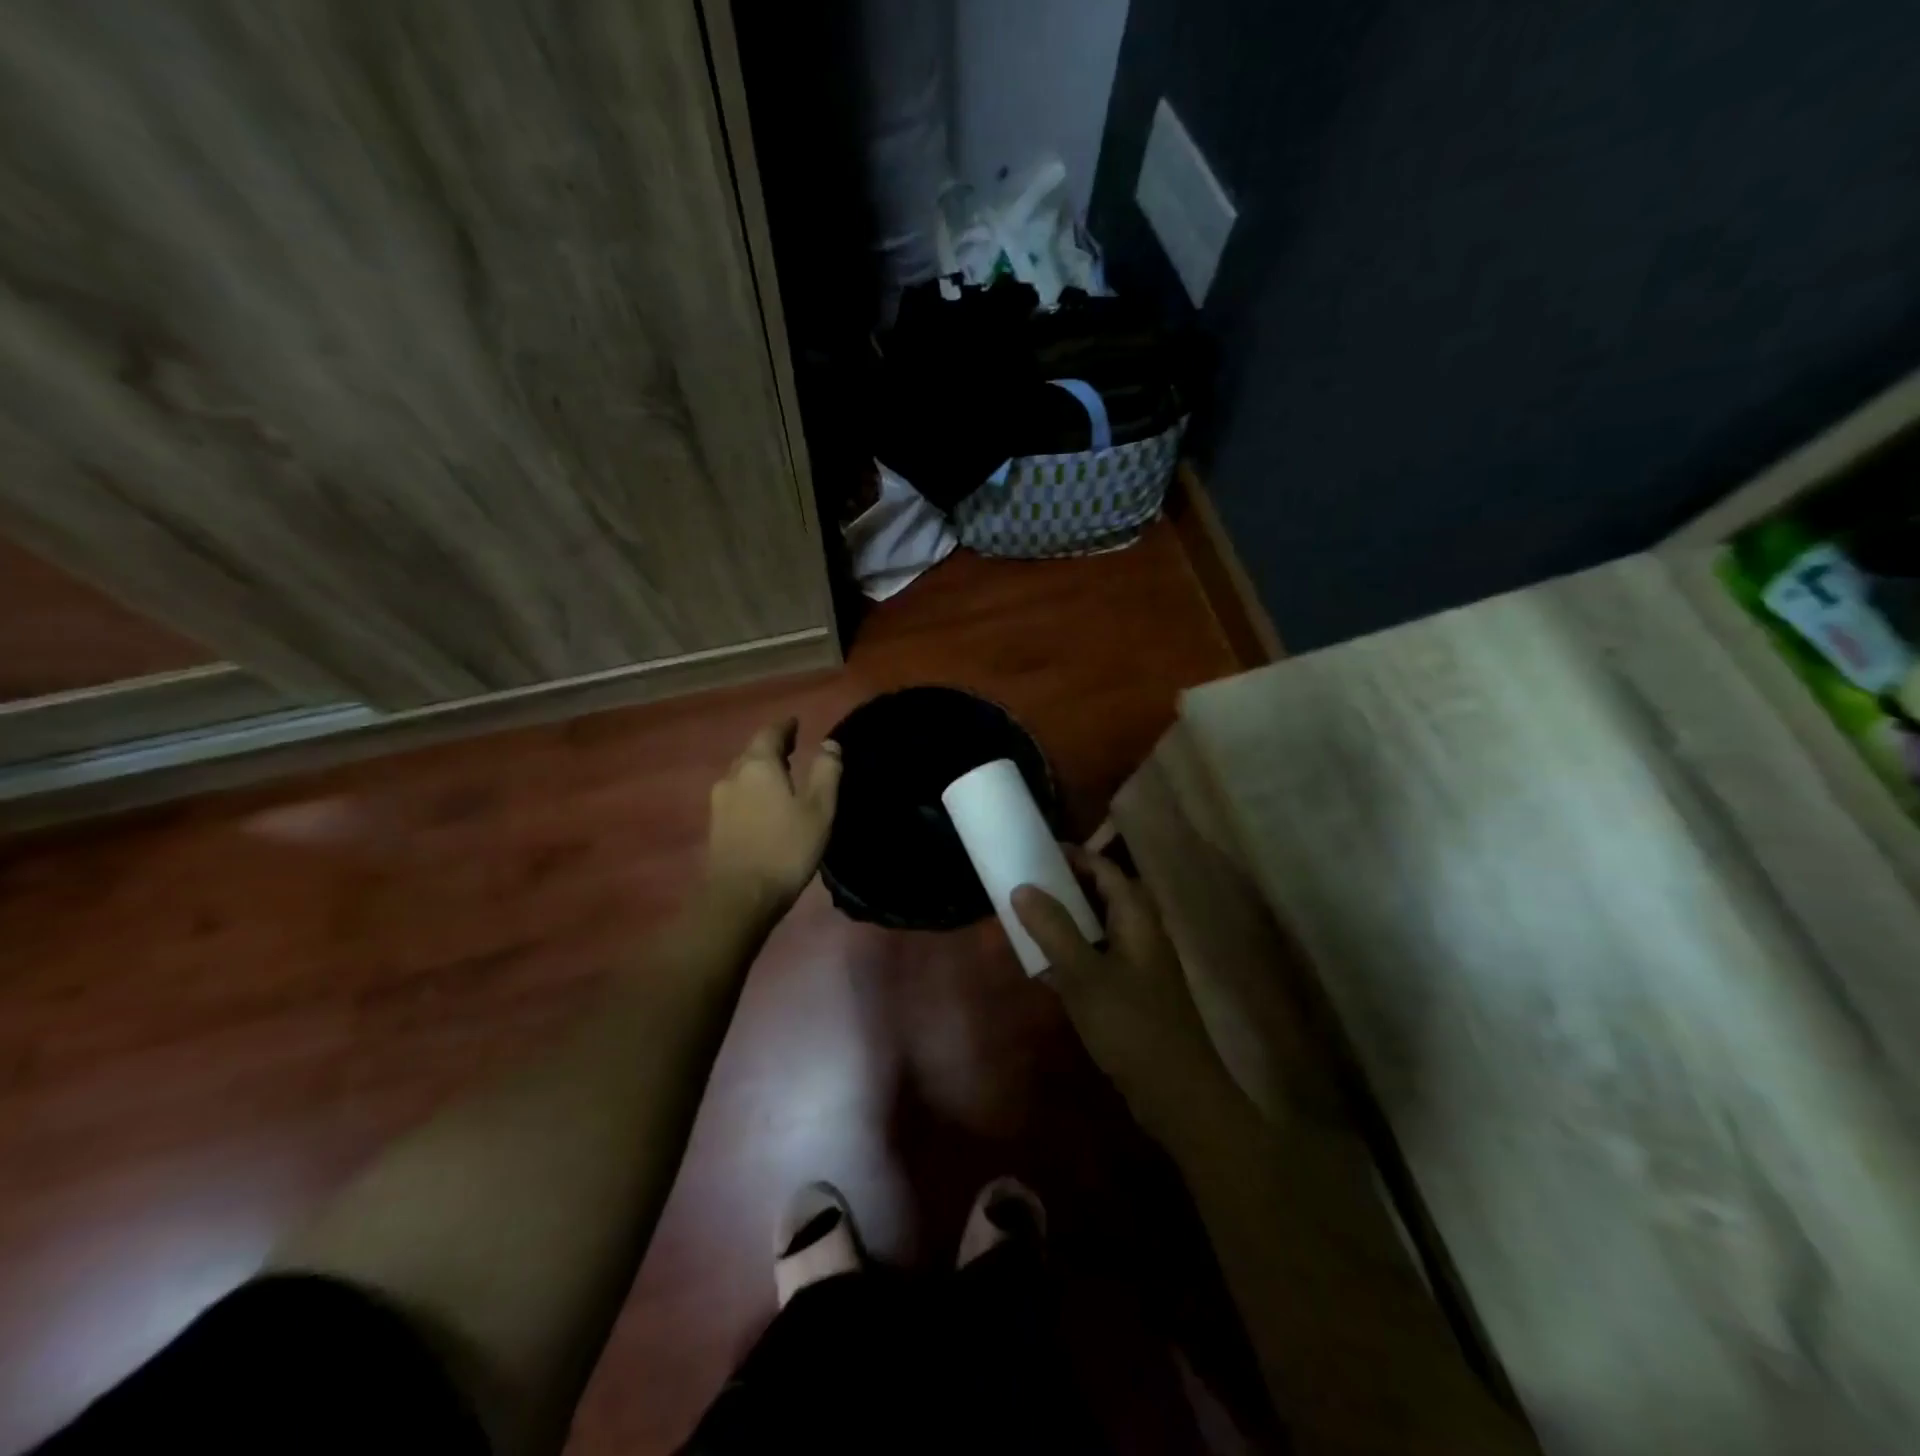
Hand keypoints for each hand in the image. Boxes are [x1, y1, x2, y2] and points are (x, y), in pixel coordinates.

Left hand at [705, 719, 841, 922]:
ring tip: (781, 777)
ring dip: (761, 770)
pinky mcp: (715, 825)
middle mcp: (733, 776)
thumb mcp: (819, 809)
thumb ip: (826, 772)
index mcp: (758, 766)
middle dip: (772, 748)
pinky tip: (764, 804)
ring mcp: (719, 801)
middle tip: (793, 749)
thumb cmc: (786, 848)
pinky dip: (752, 790)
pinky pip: (737, 795)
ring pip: (742, 775)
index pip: (770, 734)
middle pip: (752, 752)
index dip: (785, 727)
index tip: (796, 724)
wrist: (740, 896)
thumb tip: (830, 744)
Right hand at [1014, 848, 1227, 1138]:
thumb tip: (1022, 887)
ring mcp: (1139, 967)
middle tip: (1029, 883)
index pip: (1106, 871)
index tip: (1039, 851)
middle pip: (1105, 897)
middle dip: (1069, 887)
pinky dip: (1073, 955)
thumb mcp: (1084, 974)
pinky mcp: (1132, 996)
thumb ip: (1053, 929)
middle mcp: (1142, 935)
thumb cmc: (1132, 1025)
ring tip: (1030, 919)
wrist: (1176, 1094)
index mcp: (1137, 920)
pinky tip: (1045, 969)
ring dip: (1068, 921)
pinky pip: (1097, 960)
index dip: (1076, 856)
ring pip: (1099, 930)